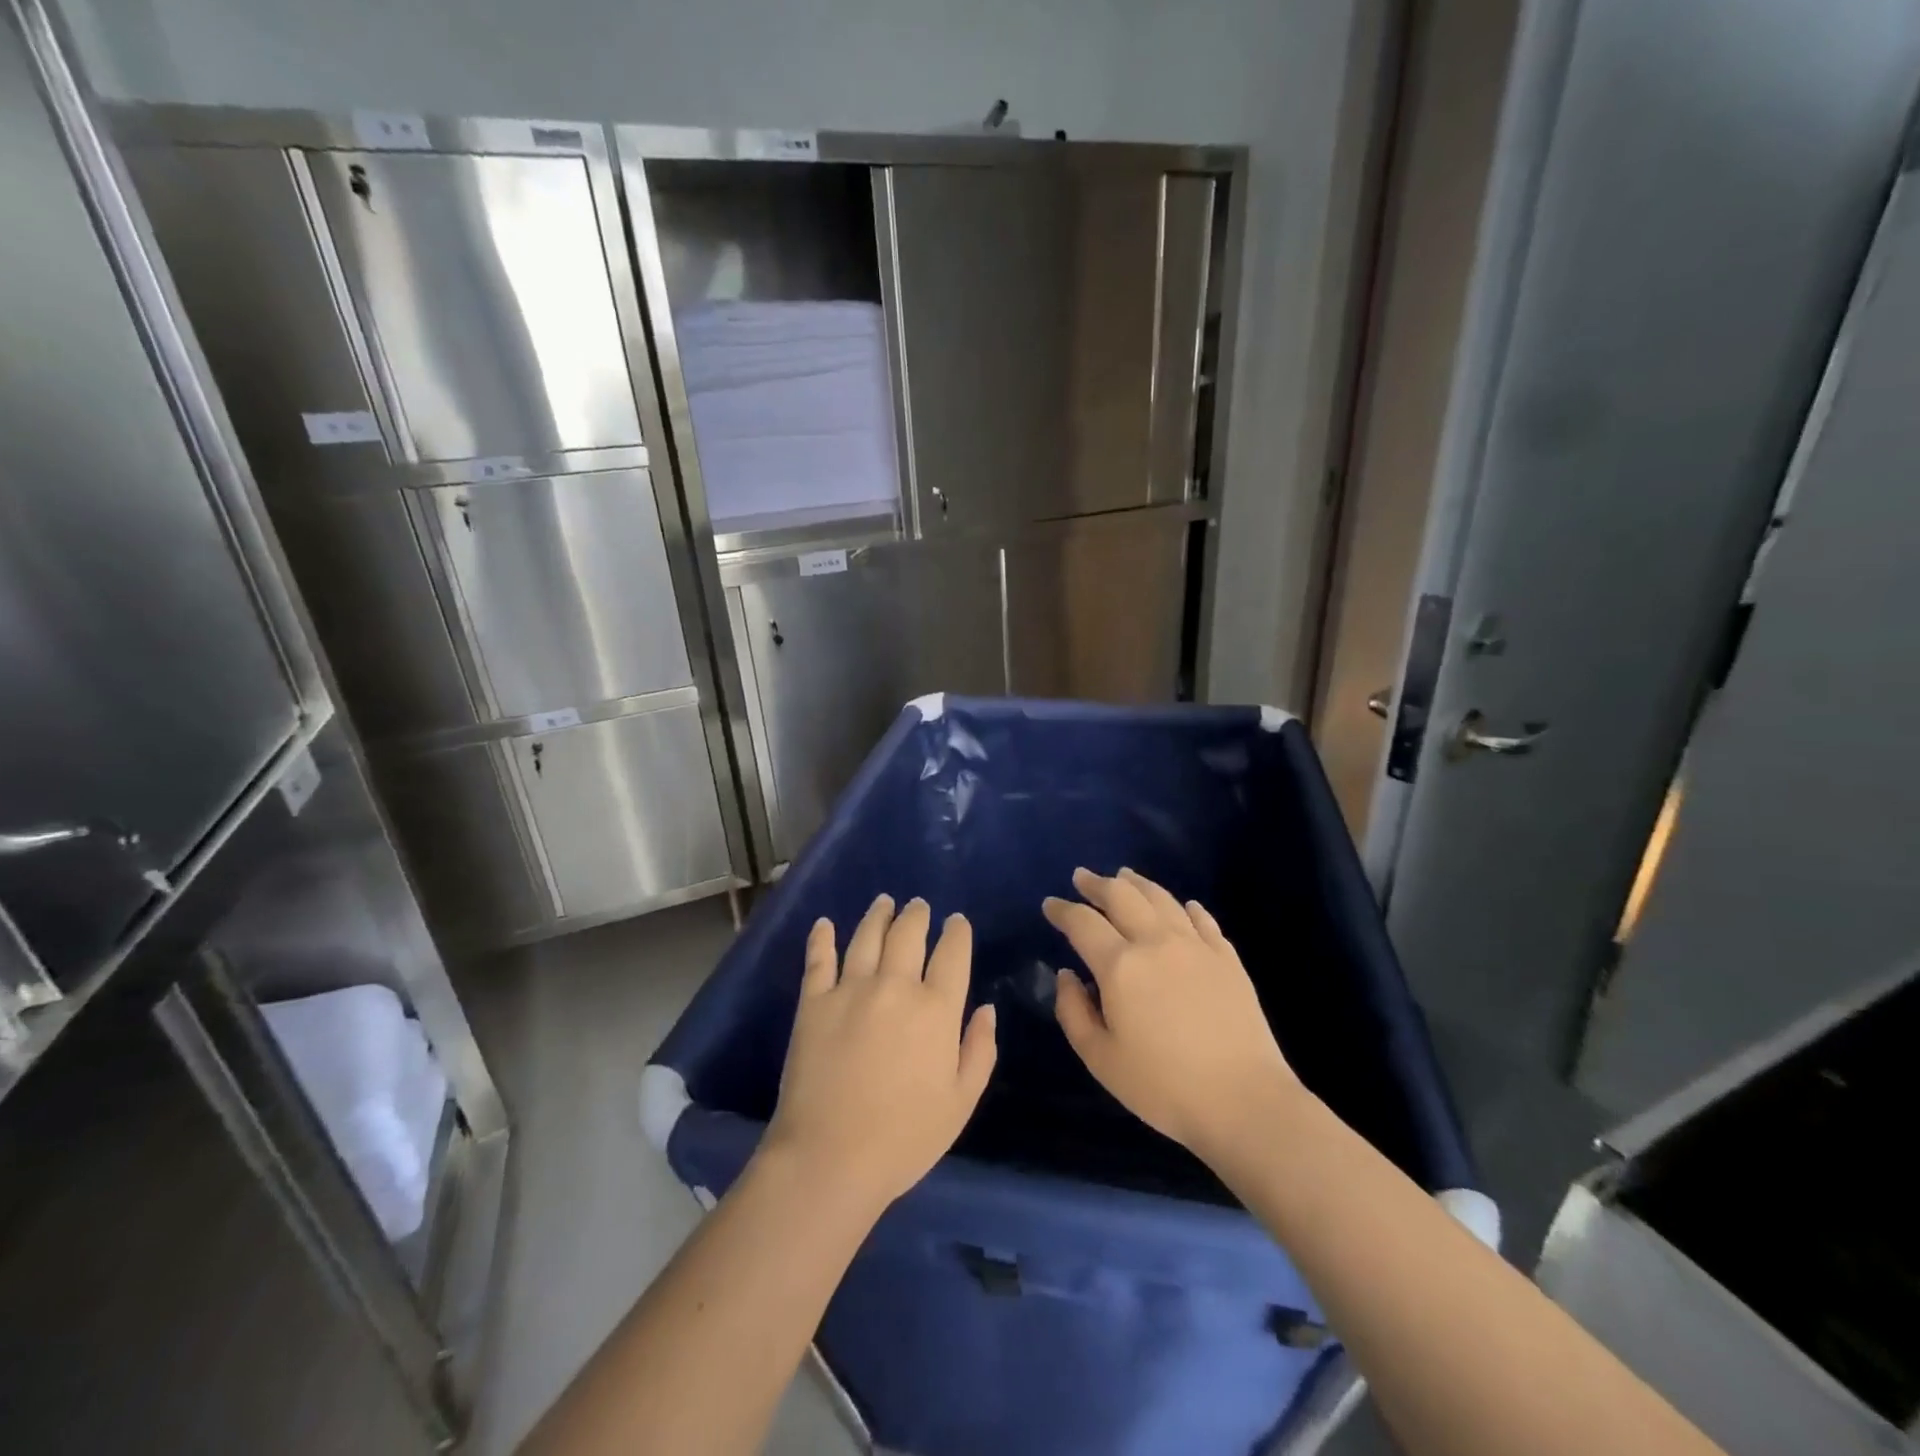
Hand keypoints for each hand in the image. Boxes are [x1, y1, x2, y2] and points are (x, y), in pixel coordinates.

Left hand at [765, 895, 996, 1210]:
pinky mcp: (814, 1002)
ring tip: (884, 902)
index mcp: (936, 1009)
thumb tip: (986, 1008)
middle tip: (919, 905)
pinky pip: (819, 959)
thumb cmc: (905, 1137)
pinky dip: (822, 938)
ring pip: (868, 936)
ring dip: (879, 915)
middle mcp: (895, 986)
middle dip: (918, 915)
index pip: (952, 954)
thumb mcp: (961, 1101)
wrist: (830, 1157)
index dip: (957, 932)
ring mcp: (851, 989)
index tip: (956, 922)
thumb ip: (980, 1050)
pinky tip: (824, 924)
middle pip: (909, 934)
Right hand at [1045, 867, 1299, 1164]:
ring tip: (1124, 876)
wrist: (1245, 1101)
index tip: (1050, 905)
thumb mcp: (1101, 1059)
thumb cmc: (1163, 1087)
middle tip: (1082, 878)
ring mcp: (1196, 946)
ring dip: (1137, 884)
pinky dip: (1187, 908)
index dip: (1062, 910)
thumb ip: (1074, 1012)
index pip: (1082, 923)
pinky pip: (1203, 920)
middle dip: (1097, 884)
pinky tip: (1184, 906)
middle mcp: (1156, 942)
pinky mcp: (1227, 959)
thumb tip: (1066, 975)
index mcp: (1120, 965)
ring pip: (1161, 899)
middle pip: (1122, 896)